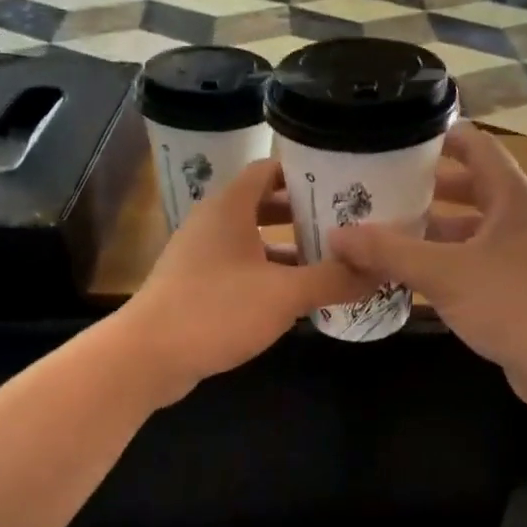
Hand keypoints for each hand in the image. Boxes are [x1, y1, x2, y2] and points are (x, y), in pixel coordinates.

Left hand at [122, 159, 364, 401]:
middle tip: (346, 223)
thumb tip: (379, 270)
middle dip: (304, 213)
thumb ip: (333, 279)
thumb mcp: (284, 294)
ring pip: (254, 241)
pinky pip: (242, 269)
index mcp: (229, 207)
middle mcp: (213, 223)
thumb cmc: (216, 309)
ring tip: (331, 259)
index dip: (304, 172)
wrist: (147, 356)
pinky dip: (270, 274)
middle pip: (264, 205)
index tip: (342, 182)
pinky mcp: (197, 287)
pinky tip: (297, 296)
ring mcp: (201, 256)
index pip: (269, 170)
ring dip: (289, 248)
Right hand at [328, 123, 526, 404]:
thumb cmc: (511, 303)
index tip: (396, 140)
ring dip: (431, 229)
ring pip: (469, 229)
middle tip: (379, 188)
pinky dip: (443, 260)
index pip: (476, 145)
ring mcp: (520, 253)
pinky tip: (409, 274)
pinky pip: (472, 260)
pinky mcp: (516, 286)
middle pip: (469, 187)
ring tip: (384, 230)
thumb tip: (336, 236)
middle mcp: (519, 217)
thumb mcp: (443, 273)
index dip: (439, 137)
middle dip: (425, 188)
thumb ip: (389, 251)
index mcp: (512, 196)